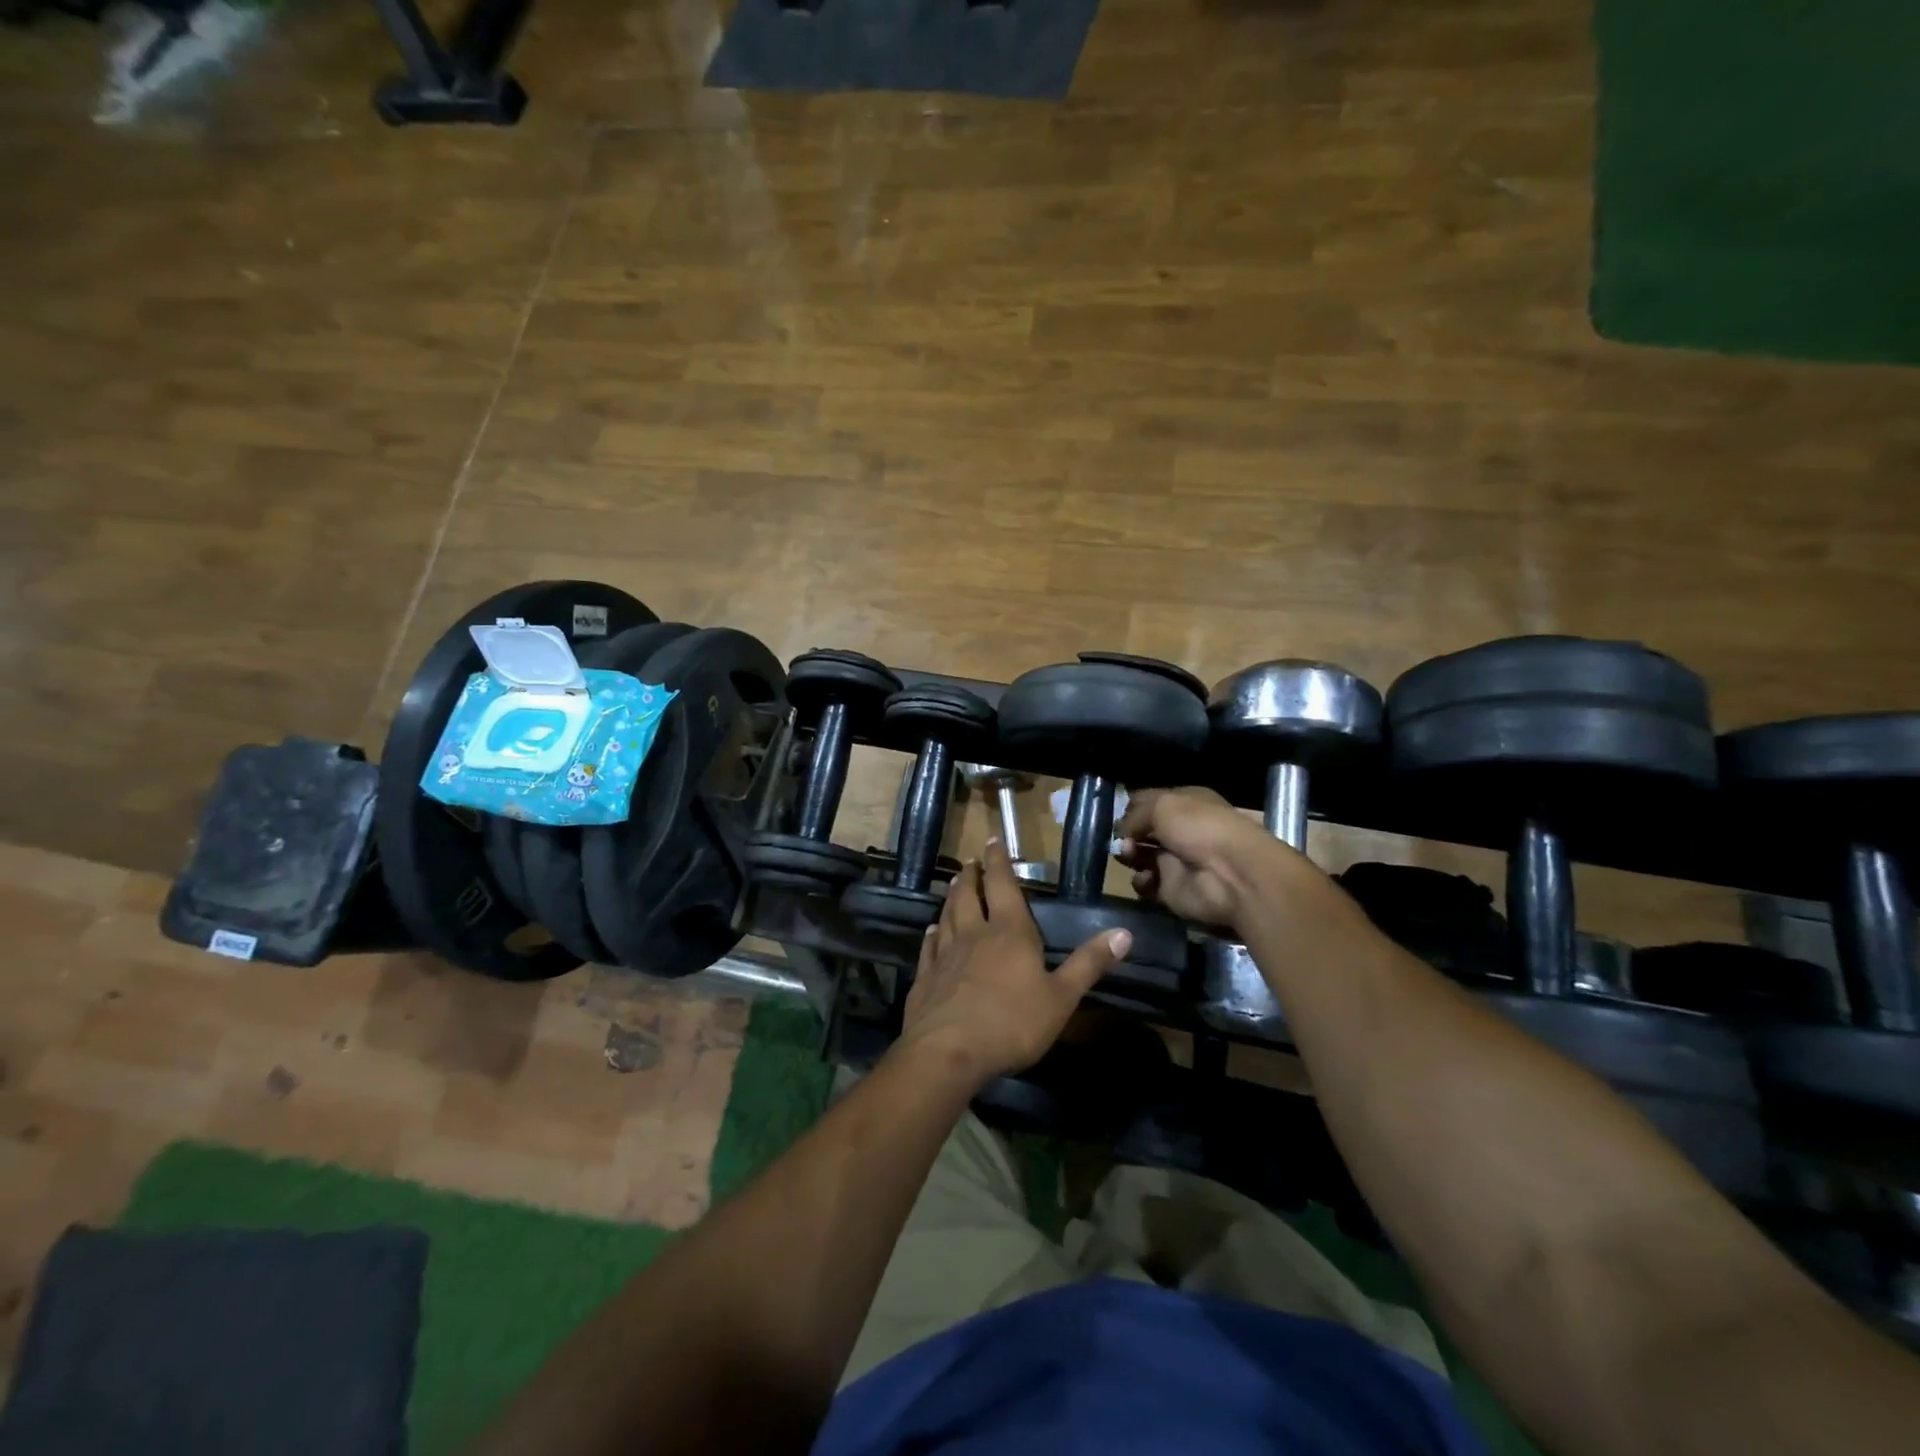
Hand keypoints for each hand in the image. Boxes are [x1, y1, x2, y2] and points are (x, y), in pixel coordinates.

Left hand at [897, 837, 1130, 1085]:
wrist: (949, 1051)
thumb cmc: (1012, 1022)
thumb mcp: (1062, 997)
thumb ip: (1089, 964)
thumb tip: (1124, 932)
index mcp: (1010, 932)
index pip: (1003, 886)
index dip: (998, 862)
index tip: (992, 840)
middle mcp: (974, 934)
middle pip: (970, 895)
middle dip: (972, 875)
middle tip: (971, 861)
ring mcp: (946, 954)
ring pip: (948, 915)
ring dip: (952, 897)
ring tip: (954, 884)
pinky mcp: (926, 977)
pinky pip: (930, 946)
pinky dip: (932, 933)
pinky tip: (931, 930)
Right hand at [1116, 786, 1294, 931]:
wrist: (1230, 874)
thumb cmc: (1199, 828)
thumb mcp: (1163, 805)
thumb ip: (1134, 815)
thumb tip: (1121, 831)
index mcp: (1184, 804)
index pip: (1150, 801)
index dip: (1132, 807)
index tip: (1116, 813)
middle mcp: (1180, 831)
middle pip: (1142, 831)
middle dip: (1126, 833)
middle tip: (1120, 838)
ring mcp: (1176, 861)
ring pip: (1140, 856)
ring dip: (1129, 855)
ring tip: (1129, 855)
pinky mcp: (1172, 889)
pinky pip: (1147, 884)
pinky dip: (1142, 881)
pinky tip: (1147, 877)